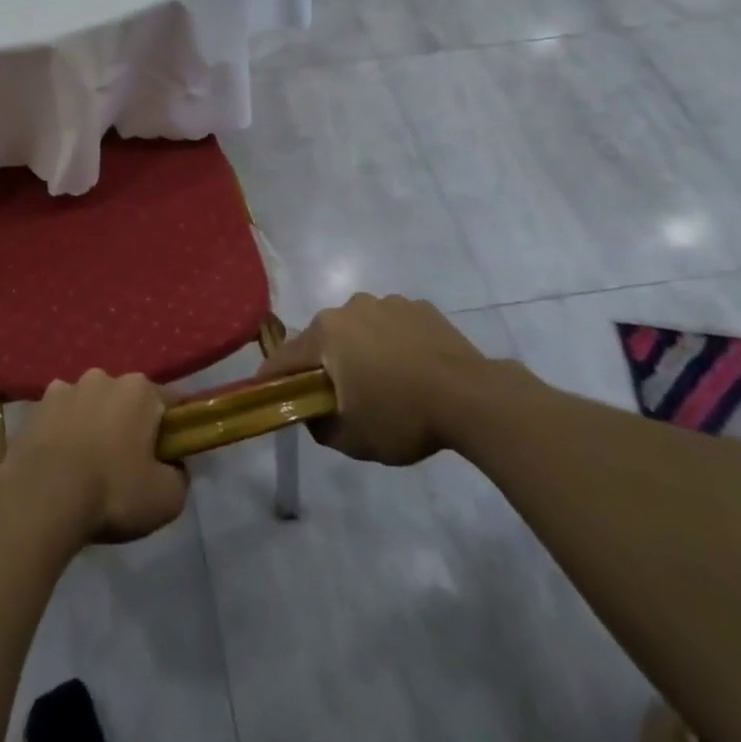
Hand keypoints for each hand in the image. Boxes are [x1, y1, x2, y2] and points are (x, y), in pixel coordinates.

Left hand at [0, 370, 188, 544]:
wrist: (41, 498)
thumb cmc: (112, 492)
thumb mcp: (167, 498)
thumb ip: (180, 476)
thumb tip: (174, 466)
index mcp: (140, 390)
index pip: (169, 402)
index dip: (173, 429)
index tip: (169, 456)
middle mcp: (103, 378)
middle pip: (126, 400)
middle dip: (129, 424)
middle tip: (127, 464)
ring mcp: (65, 388)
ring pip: (90, 405)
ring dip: (93, 425)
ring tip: (86, 466)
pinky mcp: (35, 407)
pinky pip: (59, 417)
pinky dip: (62, 432)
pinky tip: (59, 463)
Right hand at [259, 294, 502, 464]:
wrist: (473, 399)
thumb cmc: (402, 416)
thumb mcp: (351, 438)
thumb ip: (318, 425)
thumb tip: (311, 412)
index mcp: (326, 333)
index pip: (284, 357)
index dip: (272, 378)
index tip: (267, 394)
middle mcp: (349, 307)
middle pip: (323, 339)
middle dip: (323, 364)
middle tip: (338, 396)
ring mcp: (387, 303)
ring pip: (359, 329)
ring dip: (360, 350)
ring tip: (383, 383)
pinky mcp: (419, 307)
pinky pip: (393, 326)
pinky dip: (393, 343)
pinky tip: (412, 369)